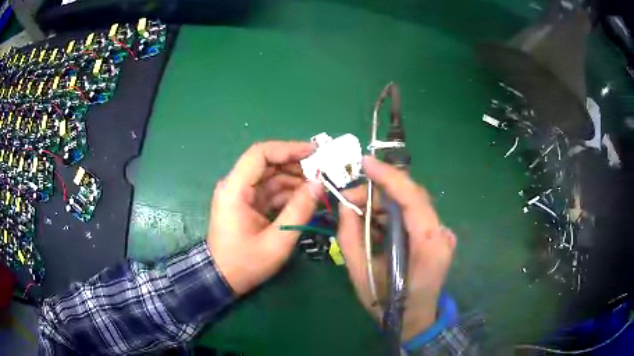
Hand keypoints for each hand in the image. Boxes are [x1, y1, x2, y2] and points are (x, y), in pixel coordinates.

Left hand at [208, 141, 322, 294]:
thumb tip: (319, 184)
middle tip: (323, 172)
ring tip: (319, 187)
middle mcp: (235, 186)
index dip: (288, 148)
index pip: (260, 154)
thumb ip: (299, 210)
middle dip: (296, 165)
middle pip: (267, 163)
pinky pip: (269, 191)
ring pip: (270, 176)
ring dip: (294, 179)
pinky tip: (305, 199)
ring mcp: (241, 195)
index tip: (314, 152)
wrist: (222, 279)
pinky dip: (288, 193)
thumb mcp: (277, 241)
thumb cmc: (245, 263)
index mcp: (235, 189)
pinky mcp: (246, 204)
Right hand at [338, 156, 456, 339]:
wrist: (414, 320)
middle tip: (349, 199)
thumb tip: (346, 205)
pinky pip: (412, 216)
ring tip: (357, 212)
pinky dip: (391, 214)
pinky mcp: (437, 236)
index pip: (412, 197)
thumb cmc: (387, 303)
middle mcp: (441, 233)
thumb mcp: (360, 272)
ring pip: (410, 204)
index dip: (388, 176)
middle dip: (378, 191)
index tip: (364, 163)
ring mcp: (442, 234)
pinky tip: (374, 223)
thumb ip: (350, 235)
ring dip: (382, 203)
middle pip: (410, 197)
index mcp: (428, 244)